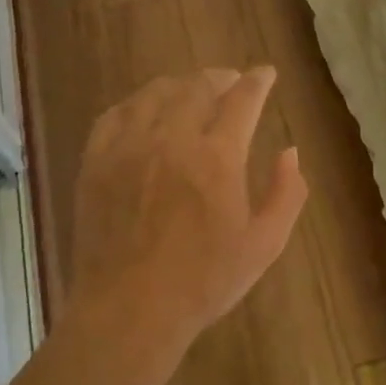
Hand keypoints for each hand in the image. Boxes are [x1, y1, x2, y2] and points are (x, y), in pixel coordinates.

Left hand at [66, 68, 307, 361]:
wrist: (130, 310)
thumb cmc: (204, 281)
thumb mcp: (264, 244)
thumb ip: (286, 193)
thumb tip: (289, 152)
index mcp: (218, 157)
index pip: (243, 99)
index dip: (258, 81)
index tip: (266, 74)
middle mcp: (173, 139)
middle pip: (198, 87)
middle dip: (220, 78)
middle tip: (230, 81)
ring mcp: (129, 147)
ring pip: (155, 93)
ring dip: (180, 85)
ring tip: (191, 90)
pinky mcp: (96, 162)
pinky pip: (115, 114)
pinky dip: (136, 103)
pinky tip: (144, 110)